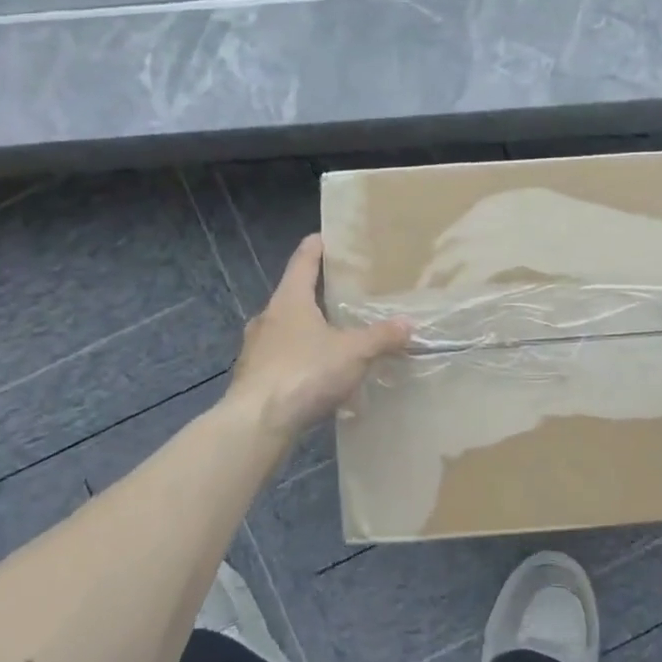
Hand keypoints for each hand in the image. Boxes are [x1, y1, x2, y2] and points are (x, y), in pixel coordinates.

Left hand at [227, 235, 411, 438]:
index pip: (303, 260)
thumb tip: (409, 324)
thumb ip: (381, 336)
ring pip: (287, 331)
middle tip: (343, 295)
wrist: (256, 423)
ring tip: (335, 341)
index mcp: (289, 300)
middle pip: (294, 296)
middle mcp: (268, 317)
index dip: (316, 246)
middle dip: (317, 295)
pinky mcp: (253, 378)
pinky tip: (318, 379)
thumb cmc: (305, 372)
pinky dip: (300, 362)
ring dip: (308, 333)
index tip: (327, 237)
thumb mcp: (354, 353)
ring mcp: (256, 349)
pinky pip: (282, 361)